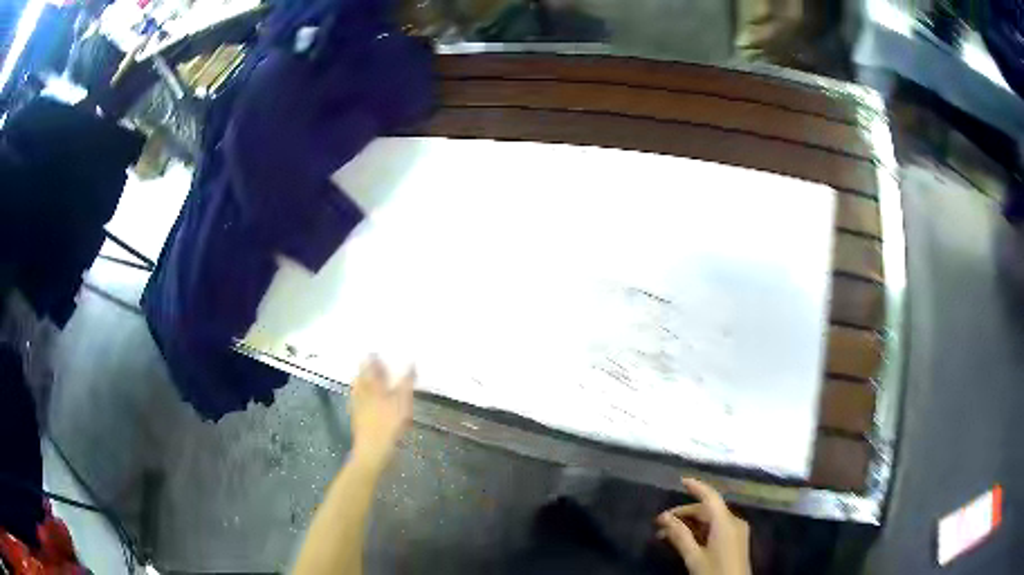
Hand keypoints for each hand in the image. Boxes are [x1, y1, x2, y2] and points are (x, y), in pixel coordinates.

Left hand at [349, 356, 414, 468]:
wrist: (372, 450)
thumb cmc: (389, 426)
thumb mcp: (403, 404)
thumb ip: (406, 383)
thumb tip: (411, 364)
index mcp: (374, 387)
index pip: (372, 368)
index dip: (374, 359)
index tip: (375, 351)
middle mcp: (363, 393)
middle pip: (362, 377)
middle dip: (365, 368)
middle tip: (368, 361)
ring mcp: (357, 406)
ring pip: (357, 388)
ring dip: (360, 380)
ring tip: (363, 375)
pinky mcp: (356, 417)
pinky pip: (355, 400)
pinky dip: (358, 394)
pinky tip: (360, 397)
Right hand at [655, 478, 750, 574]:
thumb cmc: (714, 571)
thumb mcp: (694, 556)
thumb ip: (680, 536)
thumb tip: (665, 518)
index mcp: (725, 522)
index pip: (710, 497)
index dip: (697, 487)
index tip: (681, 480)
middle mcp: (734, 522)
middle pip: (708, 510)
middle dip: (684, 514)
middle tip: (660, 523)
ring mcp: (737, 531)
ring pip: (711, 520)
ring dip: (690, 524)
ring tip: (667, 534)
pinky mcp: (736, 541)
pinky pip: (717, 528)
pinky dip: (700, 531)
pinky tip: (685, 540)